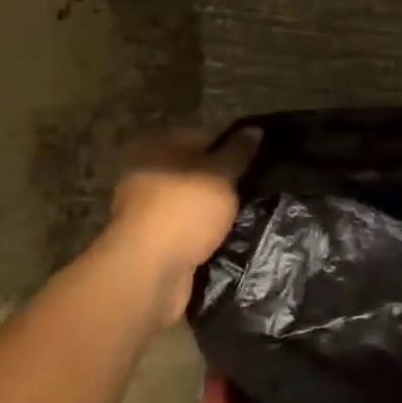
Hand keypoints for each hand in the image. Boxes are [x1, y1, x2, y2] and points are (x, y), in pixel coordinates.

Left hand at [101, 128, 259, 324]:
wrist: (148, 273)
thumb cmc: (185, 210)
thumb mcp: (220, 174)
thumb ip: (238, 152)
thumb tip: (254, 129)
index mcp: (157, 147)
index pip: (204, 139)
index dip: (232, 150)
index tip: (256, 165)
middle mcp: (146, 174)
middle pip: (197, 172)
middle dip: (224, 184)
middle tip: (254, 193)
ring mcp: (145, 210)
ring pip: (192, 204)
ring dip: (214, 213)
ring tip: (247, 219)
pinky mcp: (151, 243)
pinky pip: (186, 231)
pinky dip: (203, 236)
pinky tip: (227, 241)